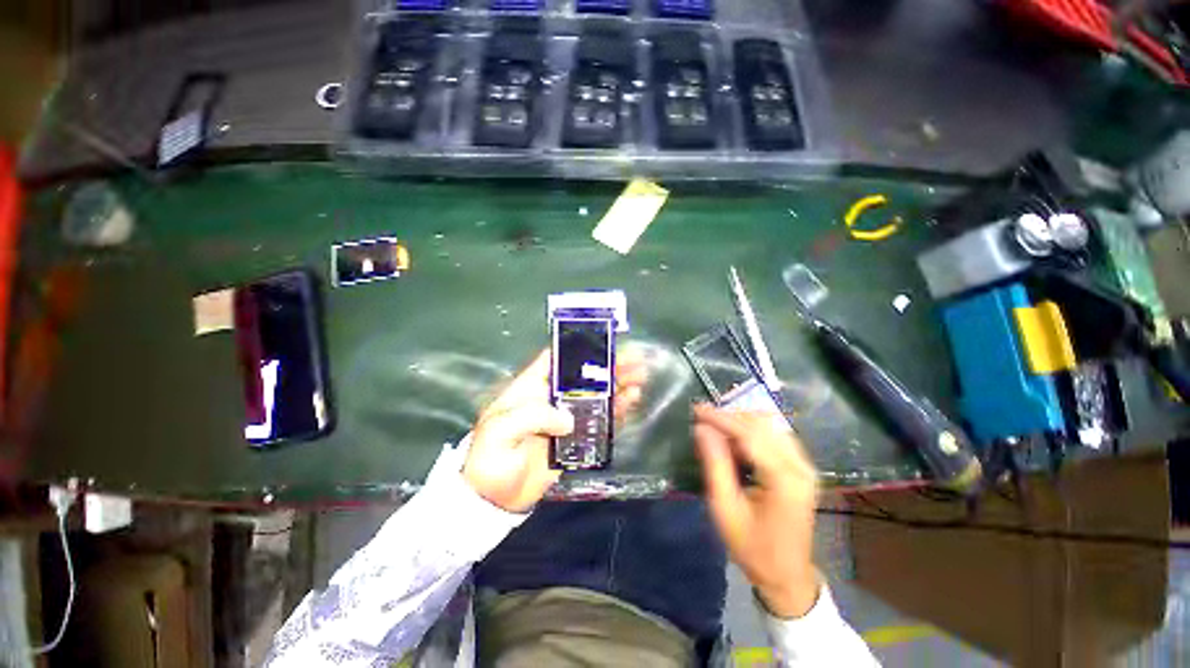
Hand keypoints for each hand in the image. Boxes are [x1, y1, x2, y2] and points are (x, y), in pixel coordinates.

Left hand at [464, 347, 647, 512]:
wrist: (494, 499)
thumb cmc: (490, 459)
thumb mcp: (500, 430)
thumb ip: (534, 417)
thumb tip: (569, 420)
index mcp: (530, 388)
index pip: (555, 360)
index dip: (577, 349)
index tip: (602, 342)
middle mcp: (551, 398)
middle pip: (583, 376)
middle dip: (608, 366)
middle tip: (633, 360)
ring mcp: (565, 419)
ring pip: (596, 396)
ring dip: (617, 385)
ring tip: (640, 377)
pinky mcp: (575, 438)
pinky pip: (599, 421)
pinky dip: (616, 411)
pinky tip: (631, 401)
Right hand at [693, 403, 820, 617]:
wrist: (786, 575)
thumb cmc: (752, 547)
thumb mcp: (725, 508)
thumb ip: (715, 465)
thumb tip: (701, 429)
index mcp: (784, 479)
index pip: (749, 434)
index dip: (721, 418)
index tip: (696, 409)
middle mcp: (800, 466)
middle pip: (762, 424)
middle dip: (730, 417)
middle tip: (703, 421)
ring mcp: (805, 465)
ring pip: (770, 426)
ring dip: (741, 422)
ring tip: (716, 430)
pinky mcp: (802, 467)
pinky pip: (775, 435)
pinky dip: (752, 431)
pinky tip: (735, 441)